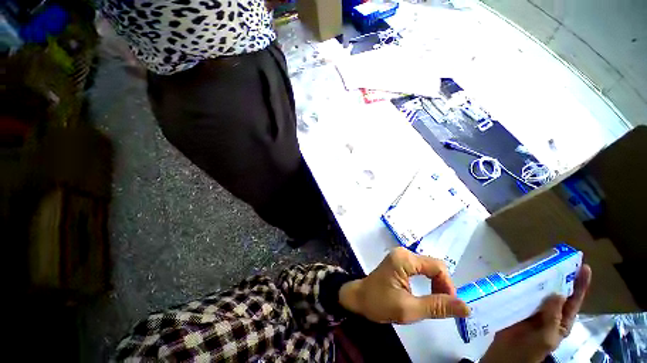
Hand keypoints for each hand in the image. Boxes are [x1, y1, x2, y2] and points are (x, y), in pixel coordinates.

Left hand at [338, 247, 469, 323]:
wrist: (359, 298)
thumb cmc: (379, 303)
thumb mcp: (409, 309)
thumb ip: (437, 307)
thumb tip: (466, 307)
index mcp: (405, 259)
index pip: (438, 267)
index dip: (448, 286)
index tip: (448, 305)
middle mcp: (404, 253)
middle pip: (434, 266)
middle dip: (442, 285)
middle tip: (440, 306)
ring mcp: (401, 256)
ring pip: (429, 268)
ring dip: (435, 284)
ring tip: (433, 302)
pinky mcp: (399, 261)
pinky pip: (421, 269)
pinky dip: (427, 281)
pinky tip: (425, 293)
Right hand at [481, 264, 591, 362]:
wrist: (506, 354)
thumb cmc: (531, 350)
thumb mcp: (547, 338)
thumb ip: (553, 318)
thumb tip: (558, 293)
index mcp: (561, 320)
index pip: (574, 301)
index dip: (580, 284)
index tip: (584, 267)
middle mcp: (549, 312)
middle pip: (557, 291)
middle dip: (560, 276)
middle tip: (559, 260)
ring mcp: (533, 308)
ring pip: (540, 290)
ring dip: (541, 277)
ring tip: (539, 263)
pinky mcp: (517, 305)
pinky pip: (522, 292)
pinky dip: (523, 282)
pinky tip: (519, 274)